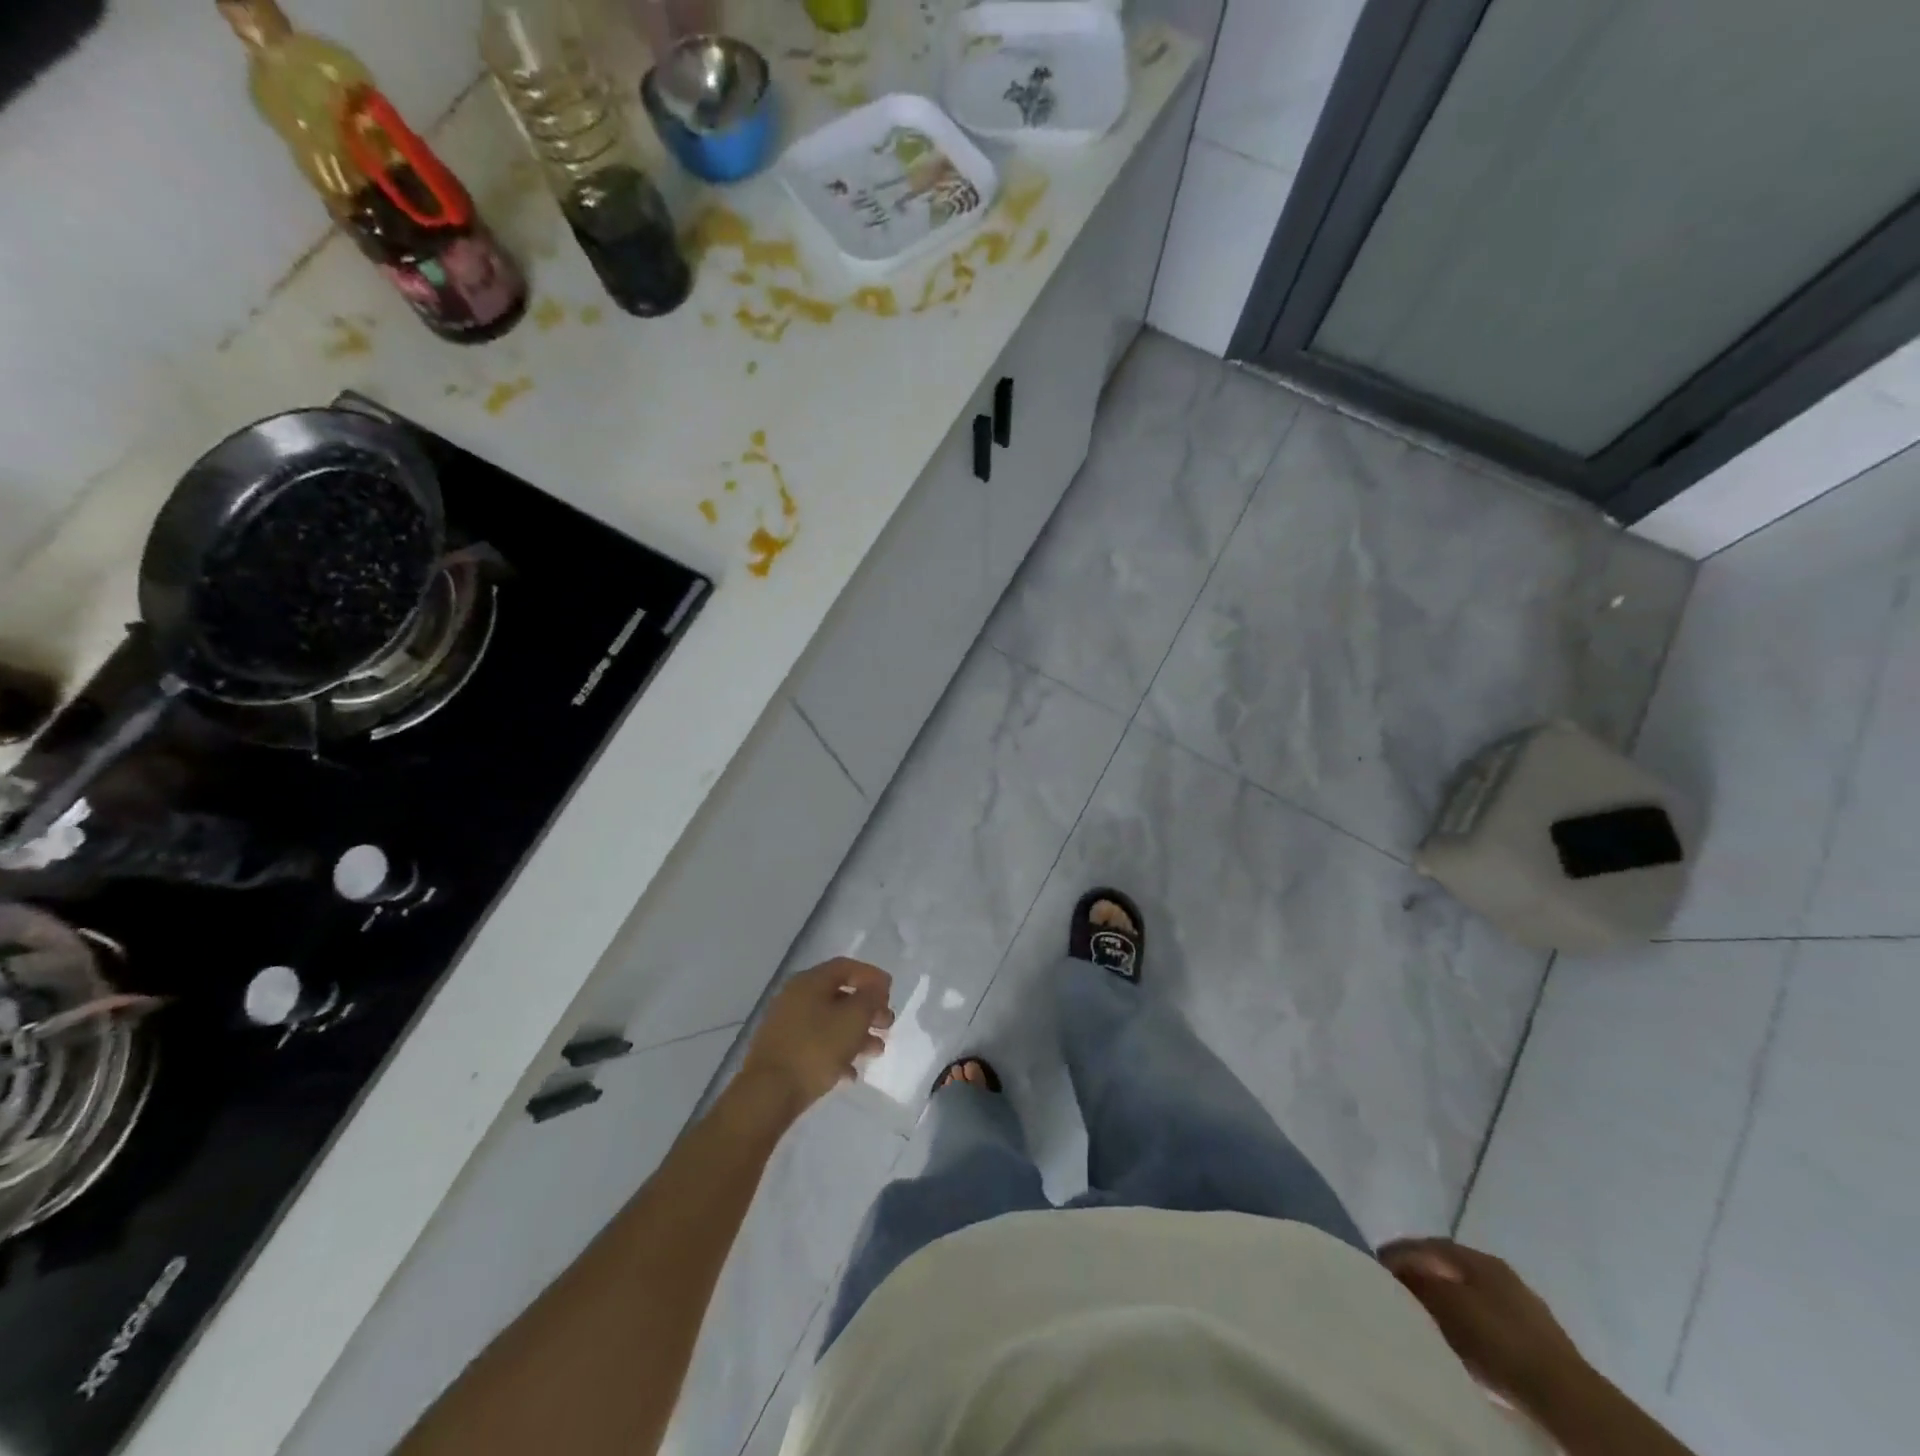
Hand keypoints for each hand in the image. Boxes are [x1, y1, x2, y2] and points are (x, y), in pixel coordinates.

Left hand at [739, 958, 893, 1114]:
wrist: (768, 1094)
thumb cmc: (815, 1048)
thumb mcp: (853, 1019)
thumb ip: (870, 998)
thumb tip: (876, 988)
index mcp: (810, 982)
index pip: (846, 967)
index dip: (871, 976)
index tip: (891, 992)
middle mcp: (795, 997)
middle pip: (839, 995)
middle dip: (867, 1009)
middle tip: (887, 1024)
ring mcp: (786, 1026)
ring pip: (829, 1022)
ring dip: (856, 1033)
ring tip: (876, 1051)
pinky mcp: (783, 1052)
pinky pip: (816, 1045)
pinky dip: (837, 1054)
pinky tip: (851, 1074)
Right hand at [1380, 1238, 1588, 1409]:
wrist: (1563, 1396)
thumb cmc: (1497, 1339)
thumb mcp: (1446, 1304)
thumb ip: (1418, 1280)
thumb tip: (1397, 1268)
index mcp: (1479, 1258)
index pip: (1429, 1244)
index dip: (1400, 1251)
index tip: (1377, 1265)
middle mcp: (1501, 1272)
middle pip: (1451, 1267)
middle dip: (1424, 1274)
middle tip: (1398, 1288)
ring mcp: (1523, 1306)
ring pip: (1471, 1294)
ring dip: (1447, 1299)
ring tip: (1425, 1315)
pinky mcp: (1536, 1339)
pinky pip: (1489, 1320)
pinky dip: (1468, 1322)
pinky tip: (1461, 1338)